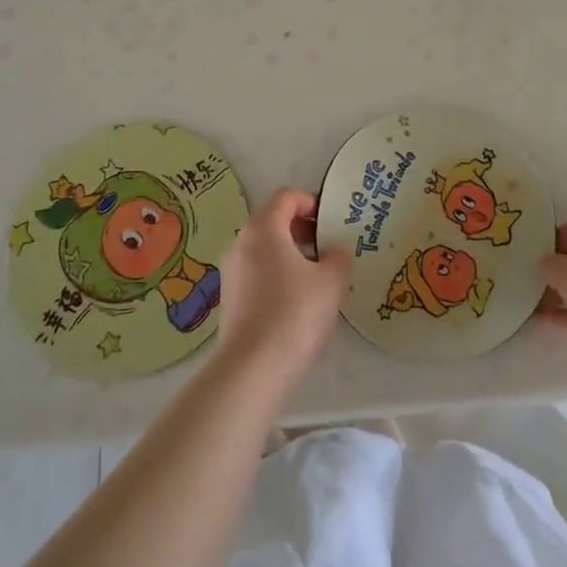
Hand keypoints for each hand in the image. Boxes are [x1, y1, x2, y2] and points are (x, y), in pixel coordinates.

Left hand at [215, 188, 351, 388]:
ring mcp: (231, 271)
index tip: (331, 222)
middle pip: (273, 220)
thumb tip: (334, 251)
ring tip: (317, 277)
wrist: (252, 369)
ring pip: (264, 248)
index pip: (286, 196)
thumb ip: (338, 257)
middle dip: (302, 229)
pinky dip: (277, 274)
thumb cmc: (294, 313)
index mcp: (263, 228)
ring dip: (290, 253)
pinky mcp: (229, 299)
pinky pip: (256, 272)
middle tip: (328, 247)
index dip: (311, 202)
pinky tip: (297, 301)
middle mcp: (241, 242)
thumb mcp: (331, 281)